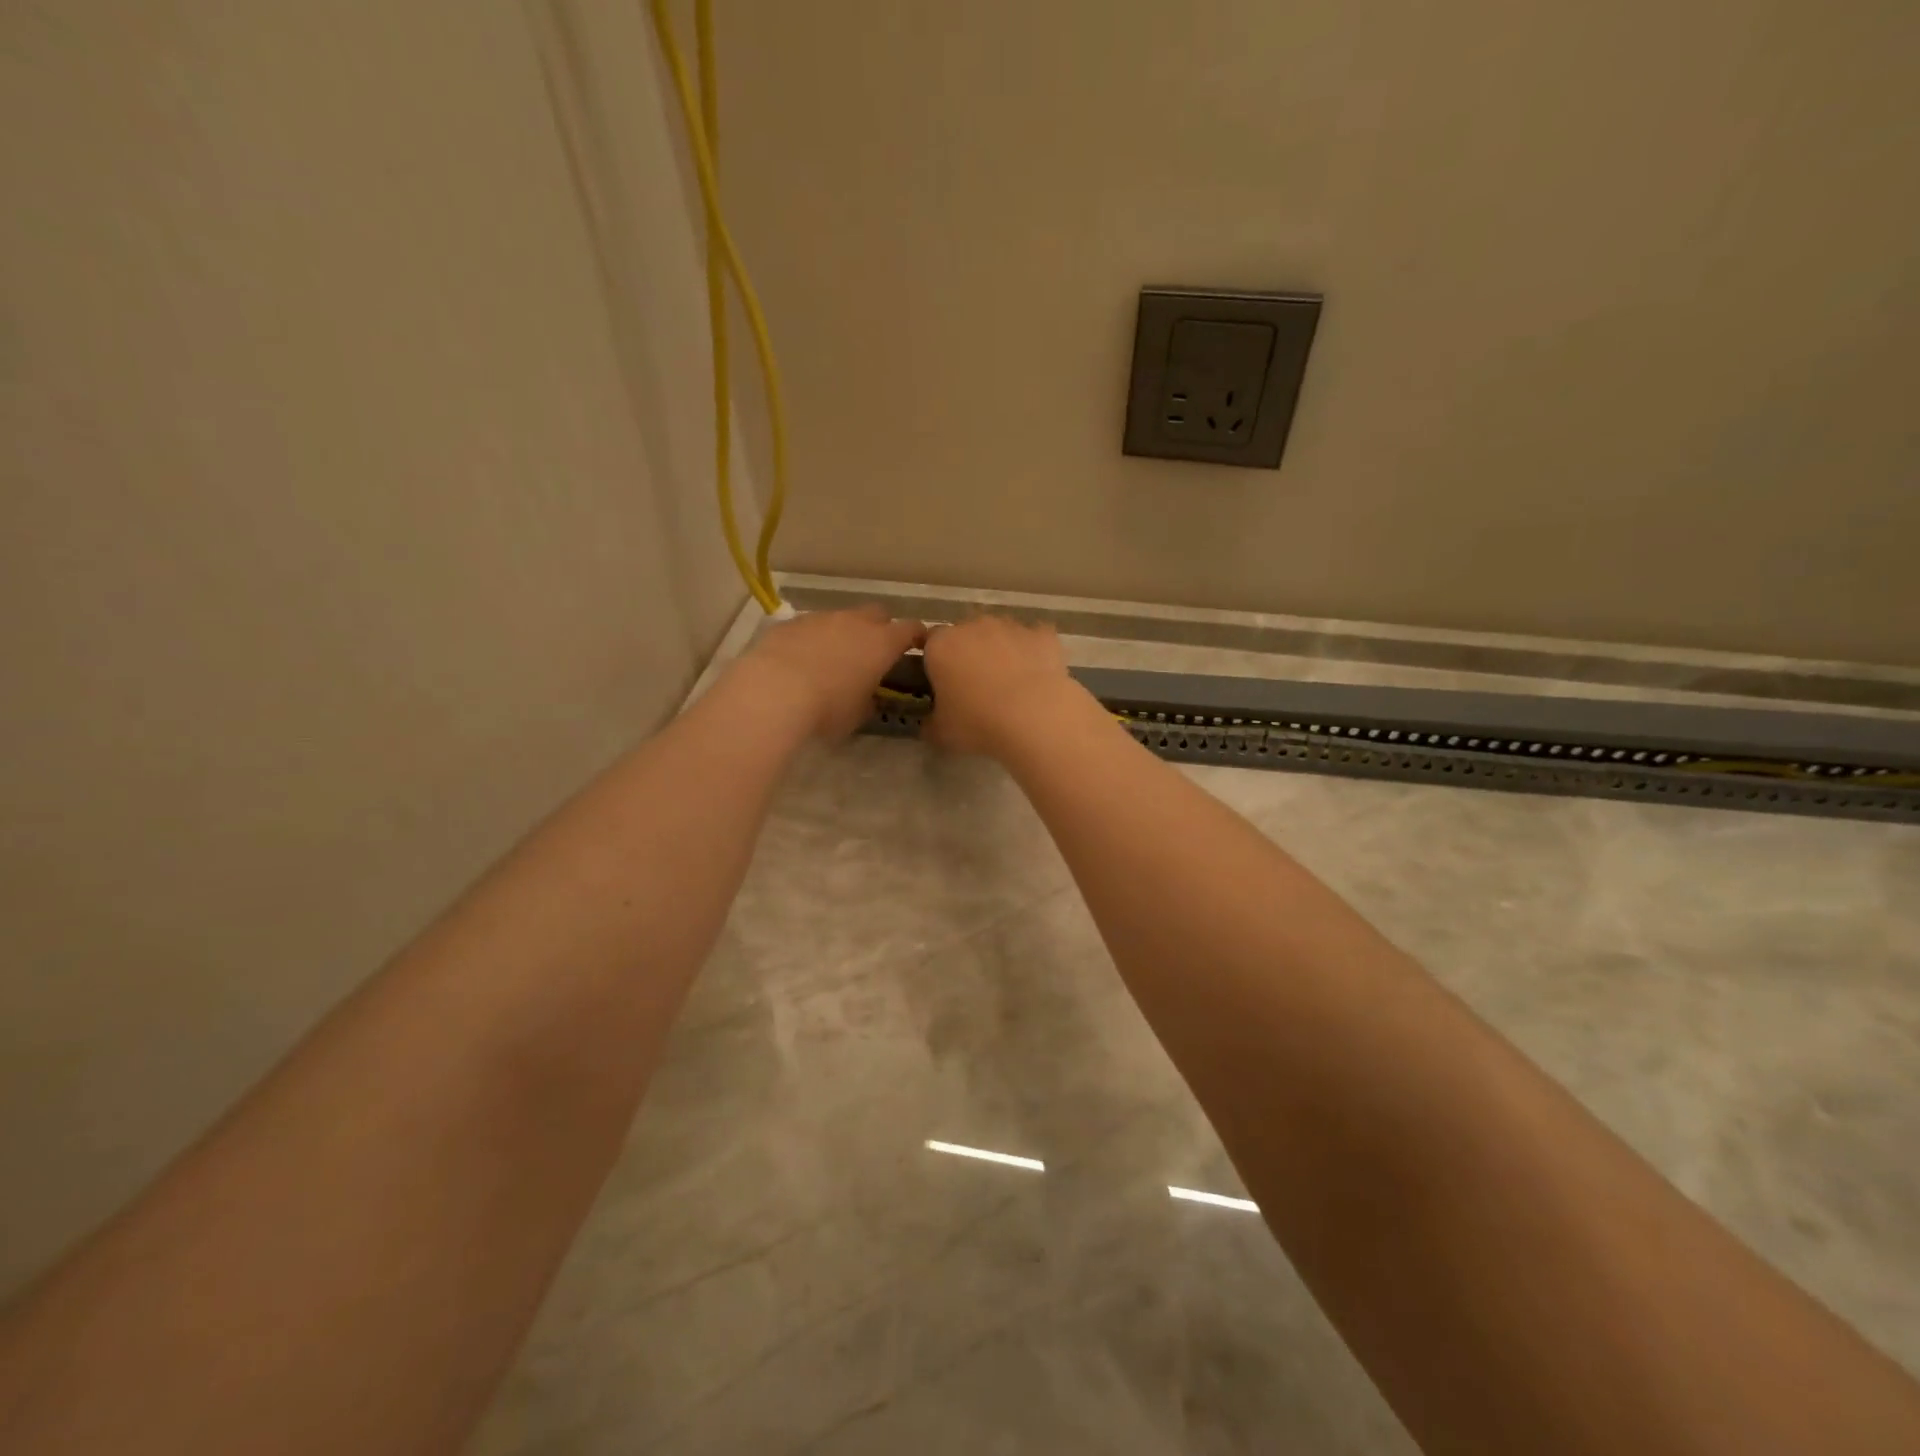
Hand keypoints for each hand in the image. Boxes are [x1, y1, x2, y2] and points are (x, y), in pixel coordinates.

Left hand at [738, 605, 925, 738]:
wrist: (773, 692)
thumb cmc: (827, 708)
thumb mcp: (858, 714)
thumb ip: (870, 700)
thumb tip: (870, 697)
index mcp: (881, 643)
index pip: (911, 629)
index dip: (917, 635)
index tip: (919, 645)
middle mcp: (855, 622)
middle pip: (878, 613)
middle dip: (880, 627)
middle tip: (874, 651)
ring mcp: (821, 618)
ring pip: (842, 618)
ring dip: (844, 633)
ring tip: (834, 658)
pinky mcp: (791, 623)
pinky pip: (811, 626)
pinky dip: (814, 638)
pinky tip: (802, 659)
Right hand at [921, 616, 1085, 756]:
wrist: (1034, 716)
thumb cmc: (977, 722)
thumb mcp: (940, 733)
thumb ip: (929, 724)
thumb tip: (929, 723)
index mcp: (941, 645)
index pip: (930, 644)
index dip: (936, 663)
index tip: (943, 686)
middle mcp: (973, 626)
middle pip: (966, 635)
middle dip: (969, 654)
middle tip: (977, 688)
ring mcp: (1011, 626)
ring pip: (1001, 635)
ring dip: (1002, 652)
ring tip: (1011, 686)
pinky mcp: (1043, 634)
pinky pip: (1033, 641)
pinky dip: (1033, 654)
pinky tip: (1038, 679)